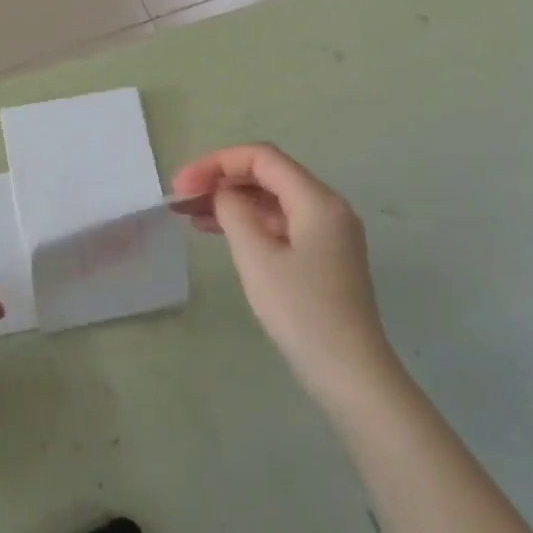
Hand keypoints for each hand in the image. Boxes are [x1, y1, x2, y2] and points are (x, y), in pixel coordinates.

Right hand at [172, 144, 393, 417]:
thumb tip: (223, 194)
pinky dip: (249, 222)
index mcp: (316, 200)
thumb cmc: (302, 312)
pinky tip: (219, 233)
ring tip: (190, 214)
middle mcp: (326, 208)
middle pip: (267, 175)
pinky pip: (280, 224)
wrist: (351, 373)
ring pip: (272, 200)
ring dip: (232, 201)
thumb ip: (234, 214)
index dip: (217, 162)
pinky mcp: (322, 257)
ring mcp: (327, 233)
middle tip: (181, 197)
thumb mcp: (258, 258)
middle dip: (222, 179)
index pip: (261, 158)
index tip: (182, 184)